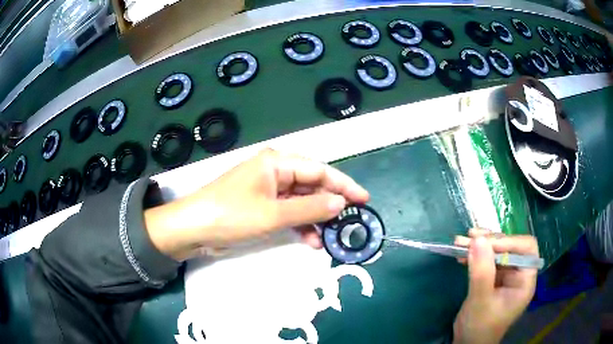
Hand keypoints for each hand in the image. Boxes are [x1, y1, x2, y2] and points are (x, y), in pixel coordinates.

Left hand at [145, 149, 369, 260]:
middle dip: (330, 204)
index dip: (343, 185)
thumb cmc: (231, 215)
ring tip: (331, 237)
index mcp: (277, 163)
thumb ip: (310, 209)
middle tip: (351, 222)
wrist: (193, 229)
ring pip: (302, 202)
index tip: (364, 200)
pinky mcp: (262, 207)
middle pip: (312, 185)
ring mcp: (268, 190)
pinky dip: (301, 225)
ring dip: (316, 219)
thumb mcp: (273, 214)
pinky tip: (312, 240)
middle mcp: (275, 172)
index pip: (319, 170)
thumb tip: (341, 203)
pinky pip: (289, 213)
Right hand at [453, 229, 538, 343]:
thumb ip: (481, 271)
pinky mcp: (493, 278)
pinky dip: (475, 255)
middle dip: (490, 241)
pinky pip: (486, 260)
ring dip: (480, 245)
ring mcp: (505, 276)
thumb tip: (478, 239)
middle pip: (510, 247)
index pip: (526, 249)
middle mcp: (518, 274)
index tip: (486, 242)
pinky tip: (461, 254)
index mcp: (525, 280)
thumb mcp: (480, 301)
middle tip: (469, 237)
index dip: (509, 242)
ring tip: (460, 241)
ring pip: (497, 251)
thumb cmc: (479, 327)